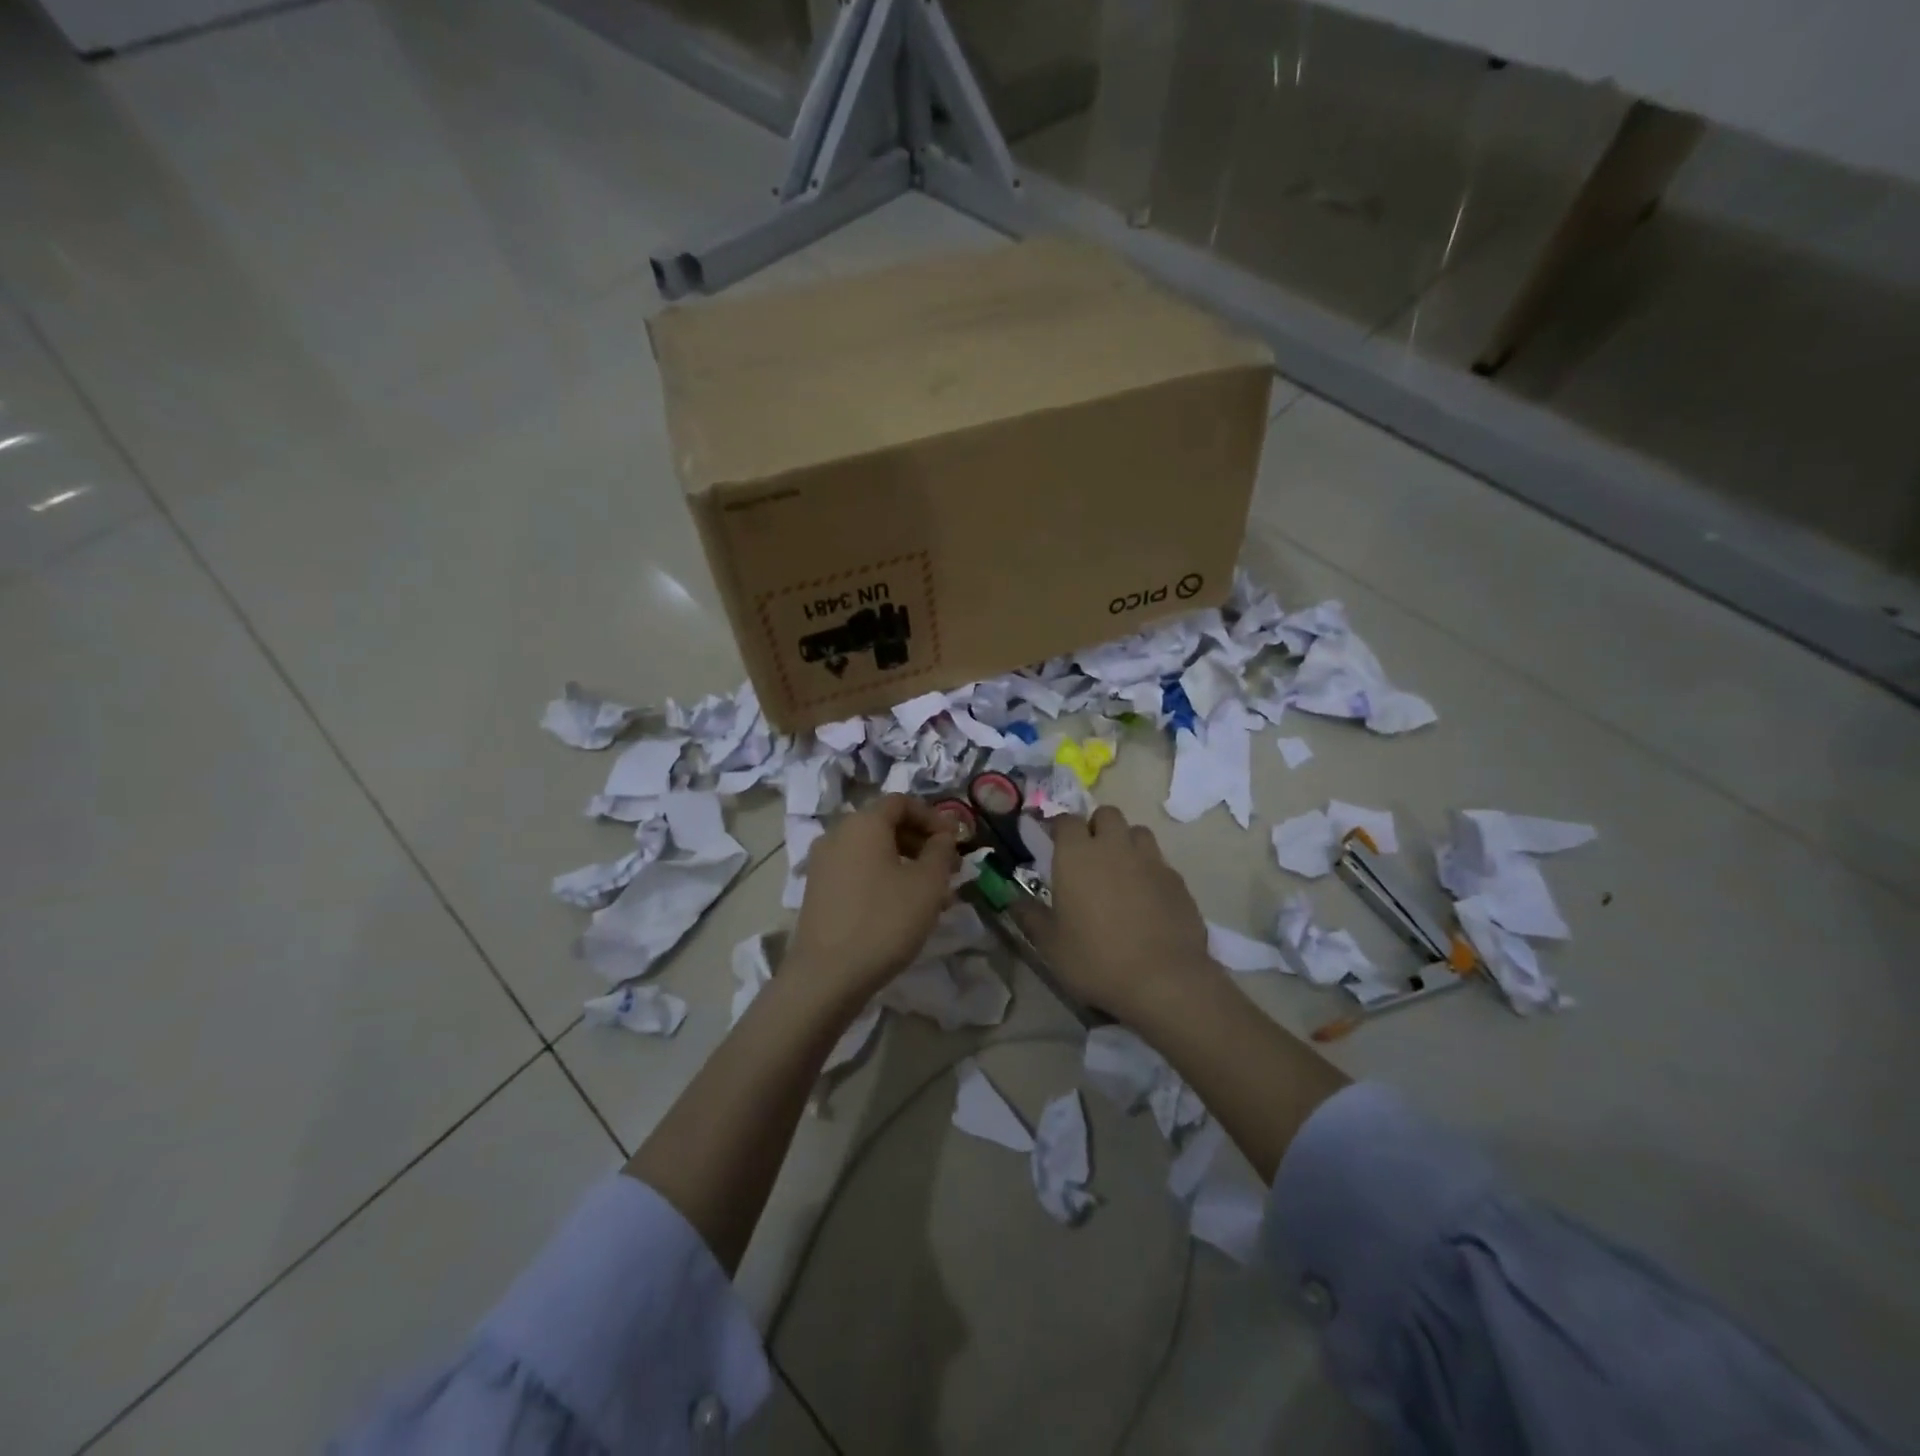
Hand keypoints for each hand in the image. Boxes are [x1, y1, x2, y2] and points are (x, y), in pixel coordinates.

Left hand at [788, 795, 957, 1005]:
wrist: (827, 975)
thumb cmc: (885, 920)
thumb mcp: (928, 884)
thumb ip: (941, 851)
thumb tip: (943, 837)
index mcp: (863, 823)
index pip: (902, 802)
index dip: (932, 816)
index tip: (954, 841)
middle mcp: (837, 834)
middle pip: (885, 824)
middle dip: (920, 841)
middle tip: (947, 868)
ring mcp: (822, 863)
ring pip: (872, 851)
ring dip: (904, 862)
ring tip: (930, 893)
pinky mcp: (817, 890)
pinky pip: (857, 870)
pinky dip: (882, 877)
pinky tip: (901, 907)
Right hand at [1026, 805, 1214, 1021]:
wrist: (1164, 980)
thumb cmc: (1095, 959)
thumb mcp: (1050, 945)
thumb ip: (1029, 916)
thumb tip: (1012, 901)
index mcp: (1077, 855)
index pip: (1066, 820)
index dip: (1059, 828)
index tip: (1054, 843)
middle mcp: (1114, 846)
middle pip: (1107, 814)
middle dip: (1097, 826)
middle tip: (1089, 855)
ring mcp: (1150, 860)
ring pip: (1138, 832)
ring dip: (1126, 842)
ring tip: (1120, 870)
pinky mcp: (1177, 880)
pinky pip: (1159, 861)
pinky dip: (1149, 870)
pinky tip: (1147, 897)